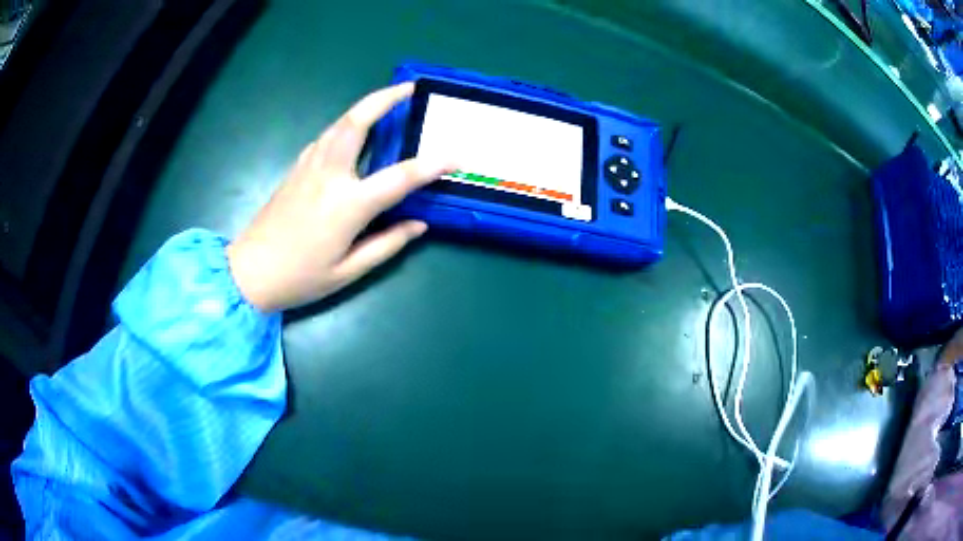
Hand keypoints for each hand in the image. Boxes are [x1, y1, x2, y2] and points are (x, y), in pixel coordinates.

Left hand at [226, 83, 453, 312]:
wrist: (248, 274)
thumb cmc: (300, 277)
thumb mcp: (348, 271)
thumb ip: (387, 244)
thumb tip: (418, 224)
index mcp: (347, 204)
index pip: (399, 177)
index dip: (431, 165)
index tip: (456, 155)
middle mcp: (328, 176)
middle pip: (356, 123)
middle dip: (383, 99)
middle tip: (407, 88)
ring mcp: (308, 168)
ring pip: (338, 125)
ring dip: (363, 108)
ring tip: (385, 102)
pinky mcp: (295, 170)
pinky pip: (325, 138)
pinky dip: (343, 127)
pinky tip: (351, 133)